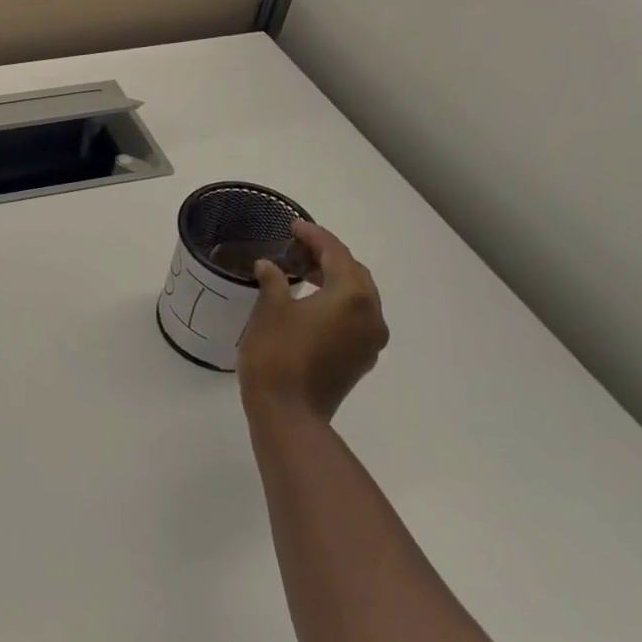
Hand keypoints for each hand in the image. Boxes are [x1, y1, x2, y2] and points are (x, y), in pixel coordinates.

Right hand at [237, 221, 388, 423]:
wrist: (288, 414)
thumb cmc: (277, 355)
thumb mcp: (269, 310)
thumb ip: (273, 281)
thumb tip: (269, 266)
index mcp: (352, 296)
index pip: (336, 254)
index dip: (314, 237)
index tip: (293, 227)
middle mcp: (371, 315)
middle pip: (354, 274)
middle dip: (328, 258)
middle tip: (298, 249)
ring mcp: (371, 341)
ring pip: (358, 298)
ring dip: (333, 282)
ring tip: (302, 275)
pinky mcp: (361, 359)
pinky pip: (355, 319)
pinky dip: (336, 305)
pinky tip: (310, 306)